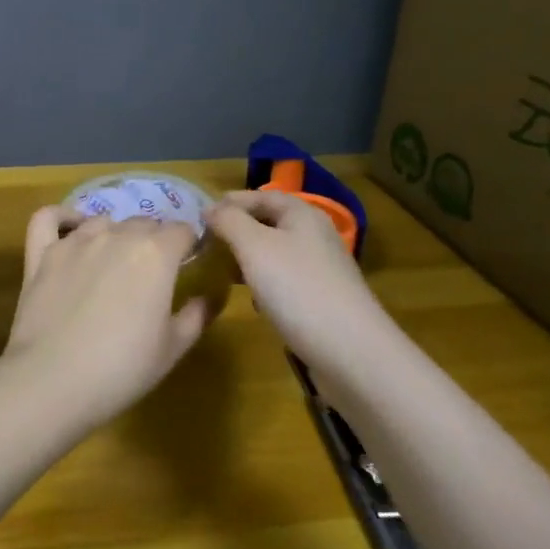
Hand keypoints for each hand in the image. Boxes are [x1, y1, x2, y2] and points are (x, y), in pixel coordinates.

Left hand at [3, 209, 209, 423]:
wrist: (52, 381)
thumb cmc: (122, 369)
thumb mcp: (173, 348)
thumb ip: (197, 314)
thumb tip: (213, 294)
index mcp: (155, 254)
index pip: (182, 231)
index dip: (189, 245)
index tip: (189, 263)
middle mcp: (116, 235)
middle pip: (144, 223)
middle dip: (155, 240)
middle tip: (153, 273)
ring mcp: (74, 242)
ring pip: (103, 221)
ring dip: (115, 233)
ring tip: (115, 261)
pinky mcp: (42, 253)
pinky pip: (50, 218)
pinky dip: (63, 217)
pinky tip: (71, 229)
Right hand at [206, 190, 384, 365]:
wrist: (351, 352)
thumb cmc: (297, 288)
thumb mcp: (254, 246)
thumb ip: (228, 221)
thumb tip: (210, 208)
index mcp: (303, 214)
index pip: (260, 196)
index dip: (229, 202)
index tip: (198, 217)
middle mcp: (314, 236)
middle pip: (268, 222)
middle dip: (235, 231)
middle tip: (204, 245)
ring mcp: (320, 269)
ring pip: (274, 253)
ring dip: (246, 258)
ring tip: (220, 270)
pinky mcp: (321, 298)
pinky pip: (284, 280)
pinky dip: (263, 283)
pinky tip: (251, 300)